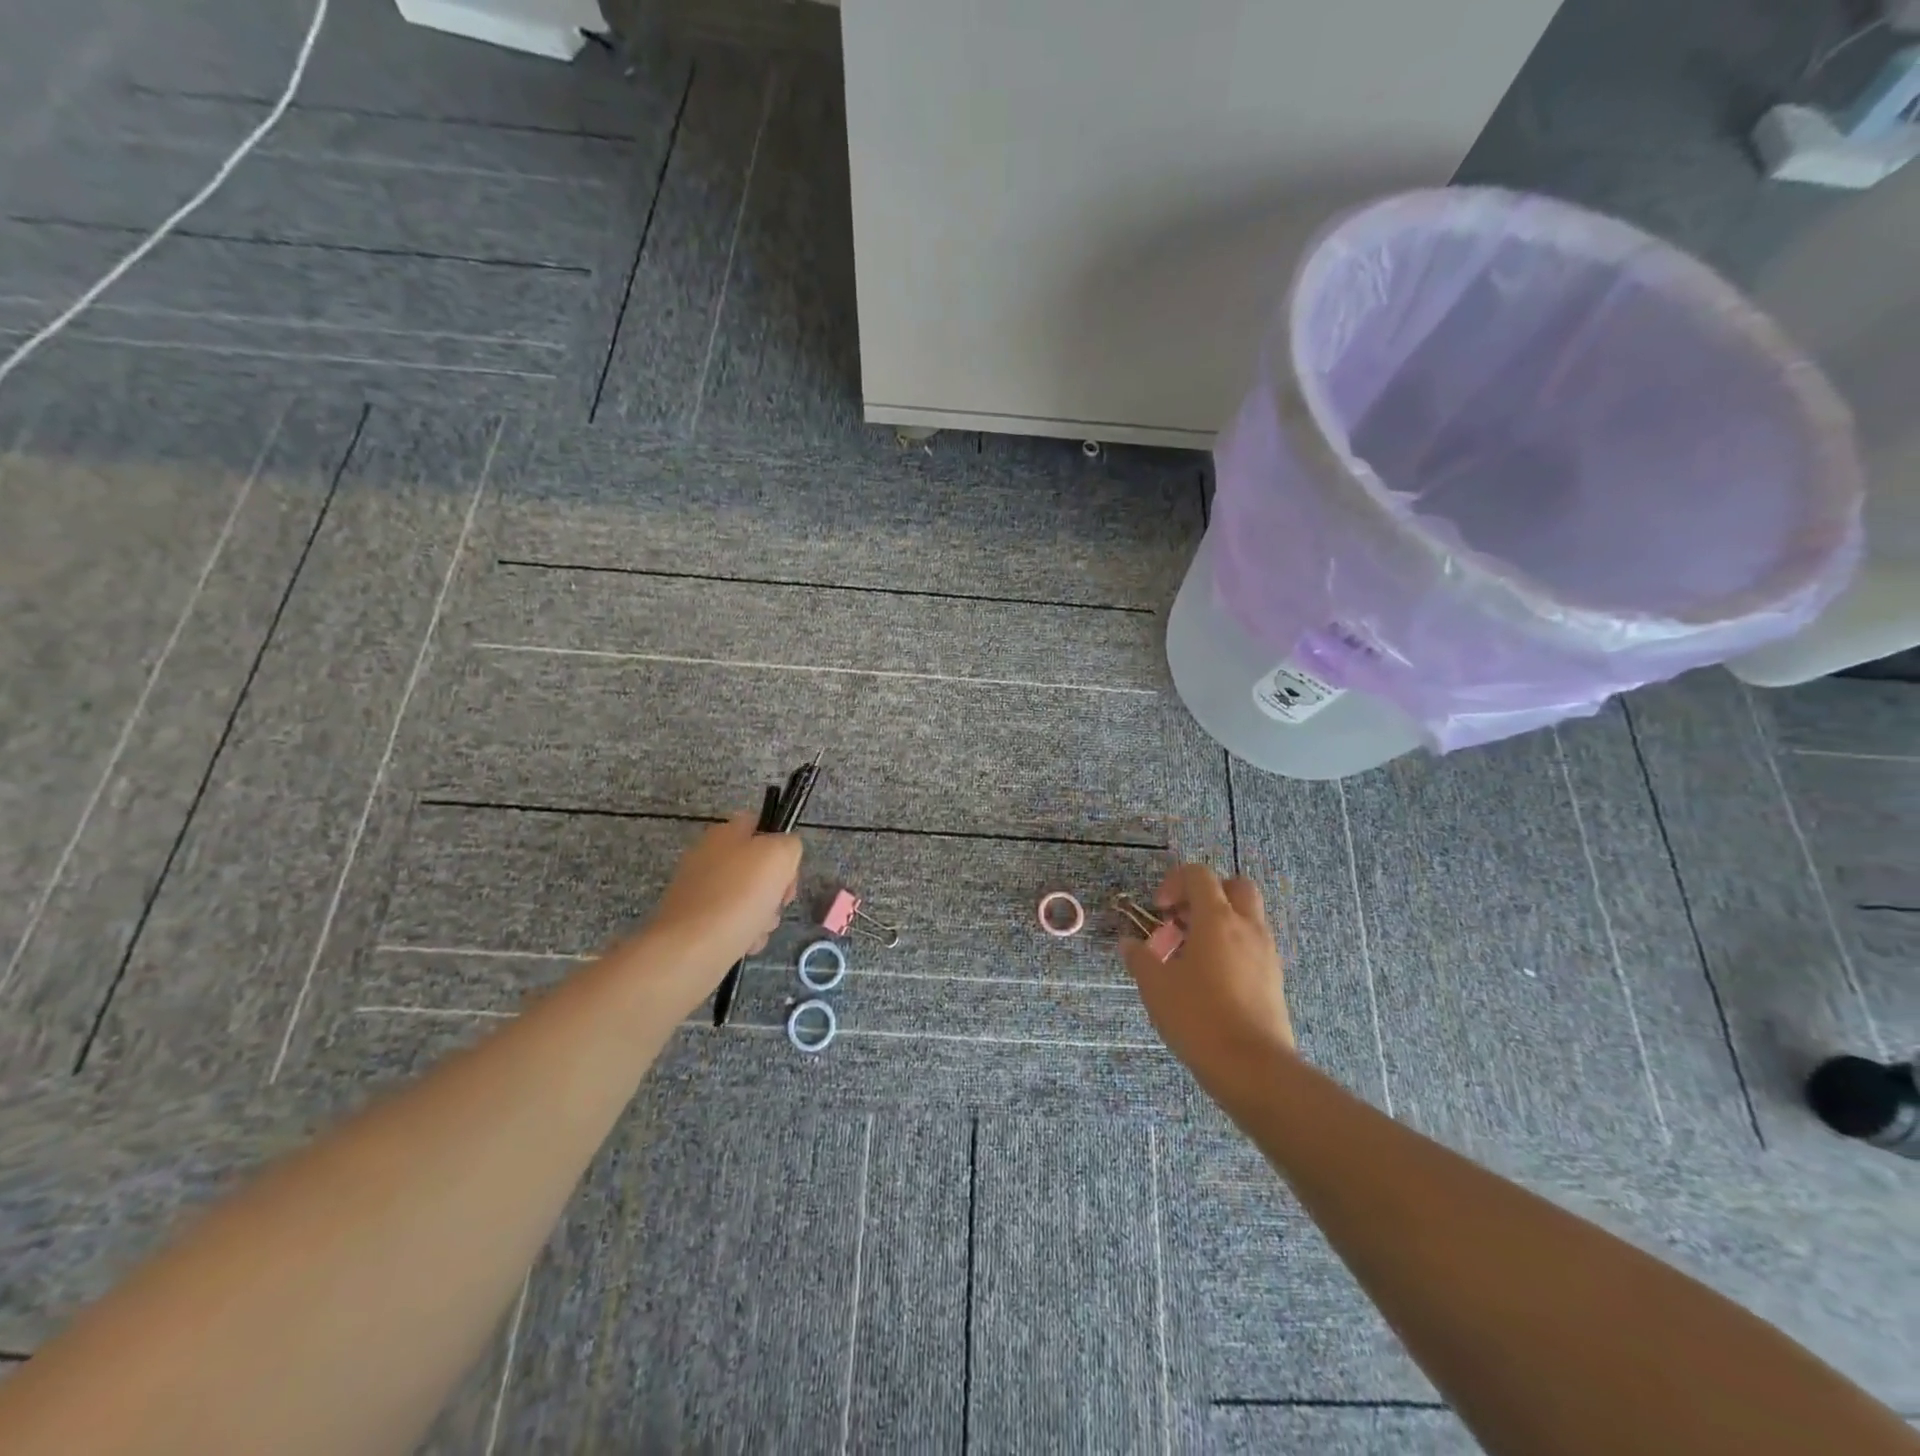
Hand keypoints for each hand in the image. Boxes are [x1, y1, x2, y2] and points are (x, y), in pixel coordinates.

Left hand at [645, 812, 801, 974]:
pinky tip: (745, 943)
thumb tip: (783, 854)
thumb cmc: (740, 895)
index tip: (788, 869)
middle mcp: (708, 856)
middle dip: (775, 887)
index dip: (781, 843)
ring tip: (760, 928)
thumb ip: (790, 844)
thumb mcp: (781, 855)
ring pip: (747, 897)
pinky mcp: (694, 921)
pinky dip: (743, 933)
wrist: (692, 948)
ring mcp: (698, 890)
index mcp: (725, 833)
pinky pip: (731, 922)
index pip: (760, 825)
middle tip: (779, 902)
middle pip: (757, 866)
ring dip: (763, 914)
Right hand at [1121, 864, 1295, 1091]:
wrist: (1254, 1068)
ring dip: (1219, 923)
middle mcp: (1247, 928)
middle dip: (1206, 895)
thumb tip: (1128, 943)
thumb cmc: (1199, 1017)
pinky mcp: (1274, 979)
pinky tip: (1210, 980)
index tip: (1159, 911)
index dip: (1174, 883)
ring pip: (1246, 917)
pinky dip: (1232, 948)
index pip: (1199, 875)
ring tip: (1191, 955)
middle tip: (1183, 921)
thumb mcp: (1156, 986)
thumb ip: (1140, 958)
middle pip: (1234, 887)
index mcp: (1217, 919)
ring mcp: (1266, 953)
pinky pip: (1253, 946)